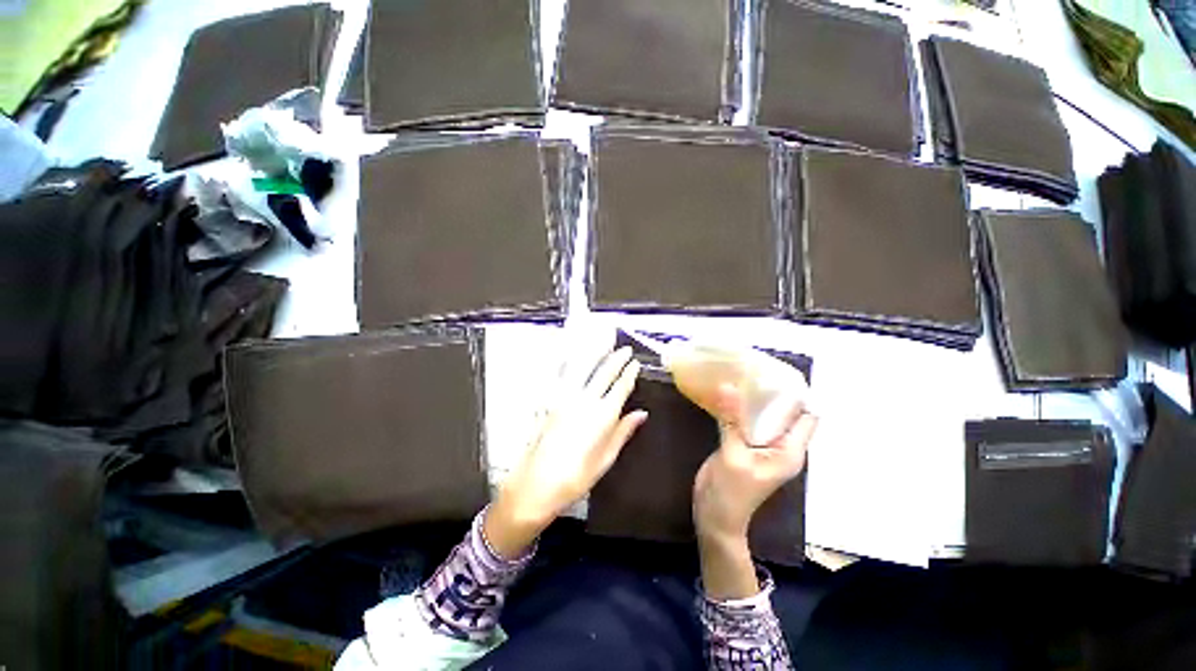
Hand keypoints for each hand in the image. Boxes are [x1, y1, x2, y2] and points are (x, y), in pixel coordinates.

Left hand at [486, 346, 646, 557]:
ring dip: (596, 353)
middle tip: (625, 349)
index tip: (636, 362)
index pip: (621, 387)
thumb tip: (642, 413)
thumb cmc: (575, 478)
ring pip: (584, 368)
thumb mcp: (605, 460)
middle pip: (604, 373)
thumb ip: (623, 432)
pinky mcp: (550, 400)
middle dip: (617, 358)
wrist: (535, 484)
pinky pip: (562, 375)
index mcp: (602, 416)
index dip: (629, 373)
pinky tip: (573, 354)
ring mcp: (565, 398)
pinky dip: (570, 361)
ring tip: (605, 342)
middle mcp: (585, 401)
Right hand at [693, 383, 817, 545]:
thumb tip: (729, 387)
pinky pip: (746, 421)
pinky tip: (727, 395)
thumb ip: (732, 421)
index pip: (807, 417)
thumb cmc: (731, 492)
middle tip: (755, 368)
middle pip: (784, 412)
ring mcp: (762, 446)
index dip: (799, 394)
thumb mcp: (733, 455)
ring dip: (754, 399)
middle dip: (773, 391)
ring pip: (764, 415)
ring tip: (741, 375)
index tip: (779, 371)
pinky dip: (740, 408)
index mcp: (789, 450)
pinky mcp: (744, 445)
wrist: (715, 517)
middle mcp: (781, 446)